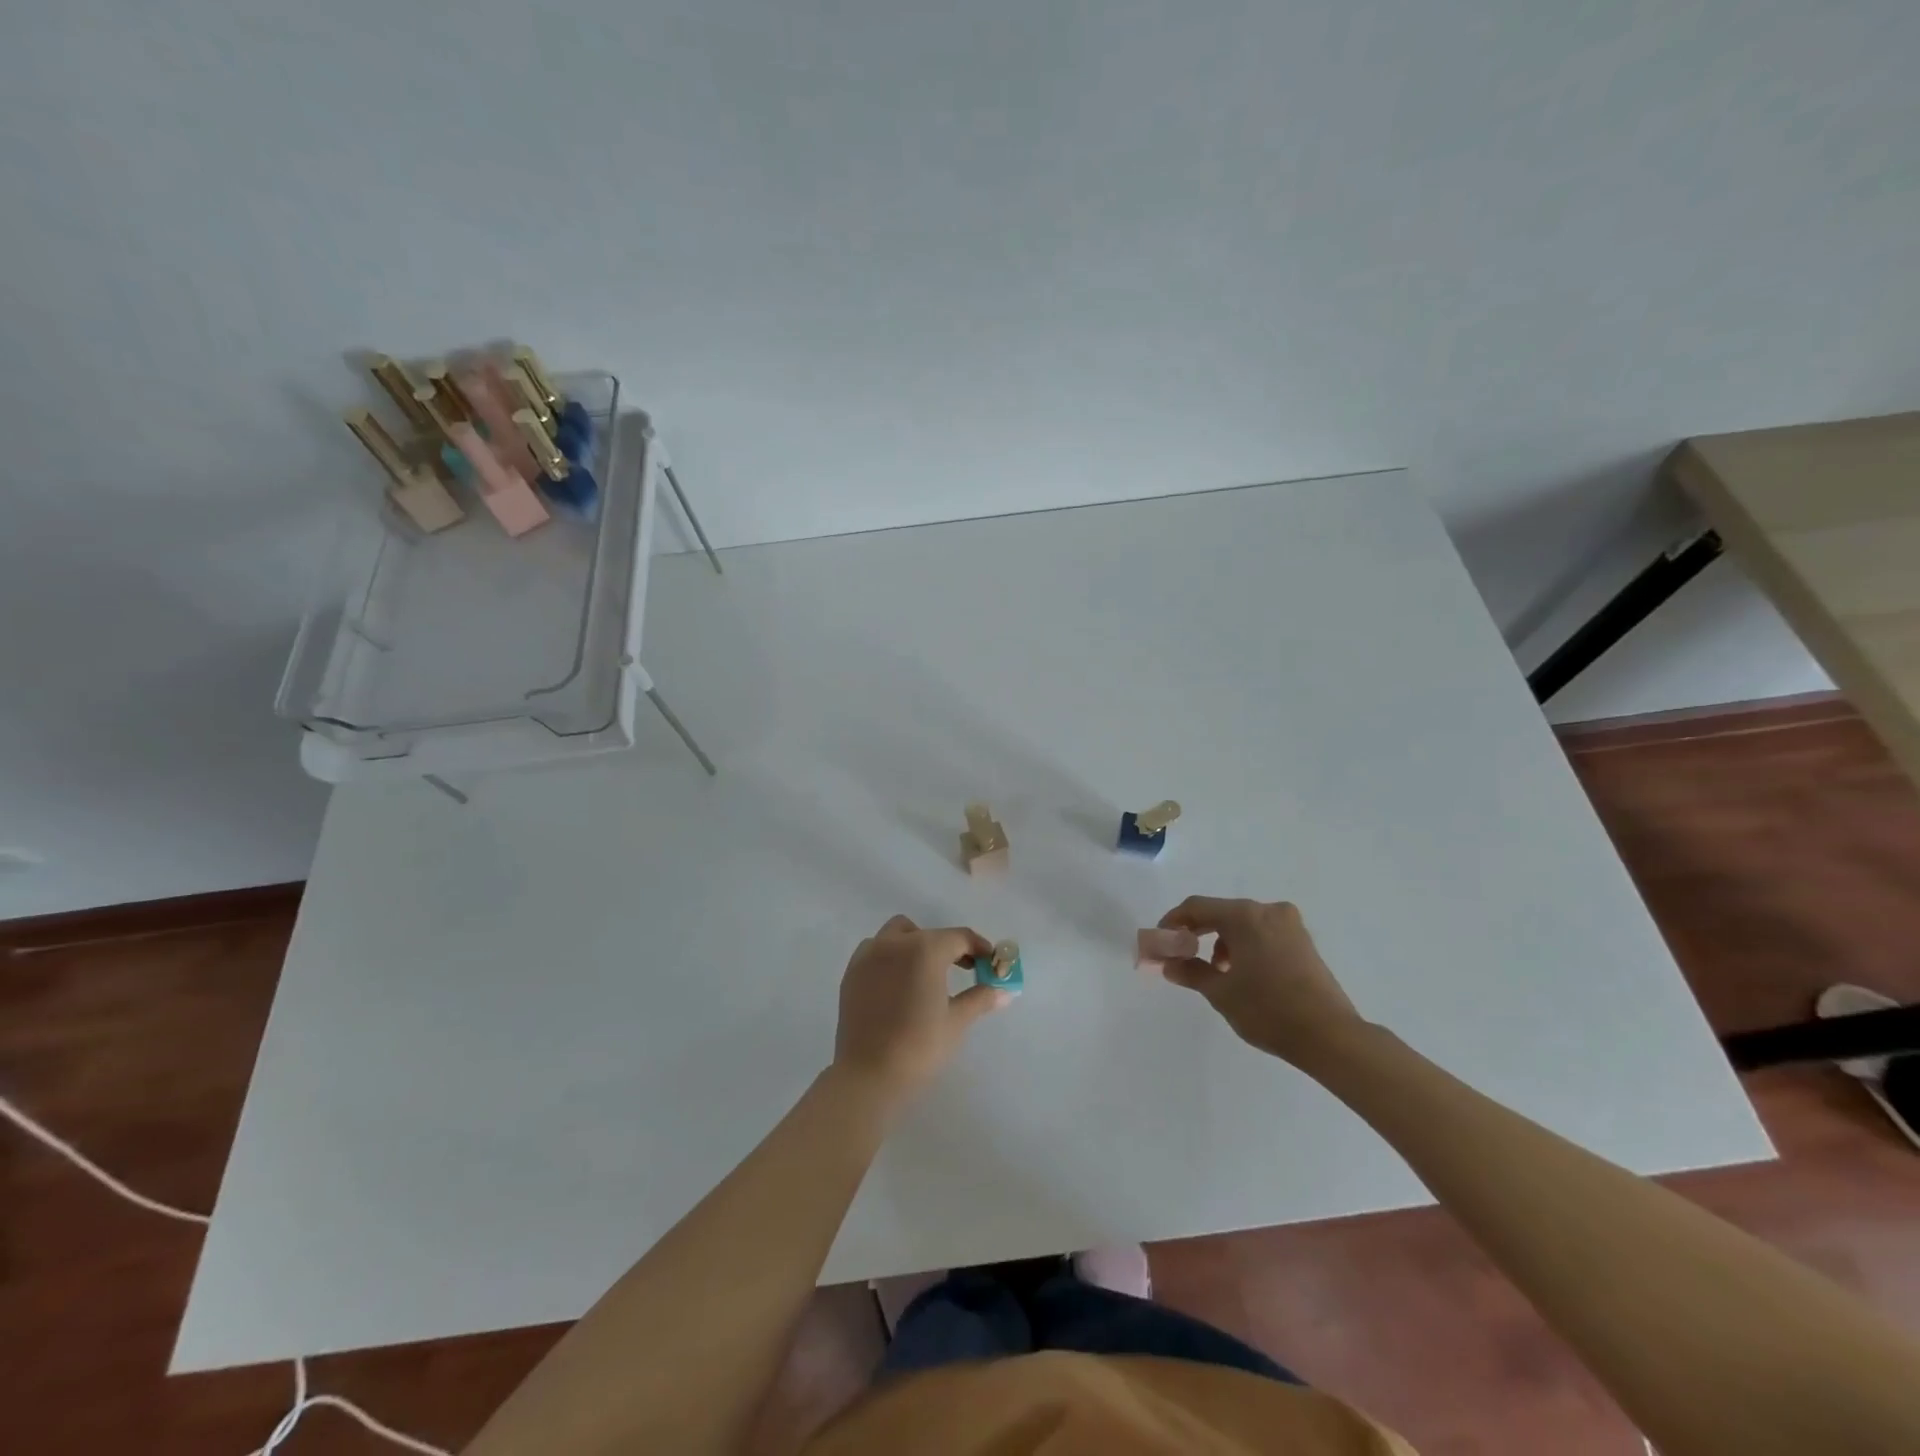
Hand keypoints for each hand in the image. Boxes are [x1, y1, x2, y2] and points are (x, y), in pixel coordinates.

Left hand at [832, 915, 1010, 1105]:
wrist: (868, 1075)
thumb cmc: (919, 1046)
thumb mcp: (957, 1021)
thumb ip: (981, 998)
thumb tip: (1005, 991)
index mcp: (924, 949)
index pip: (960, 938)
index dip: (980, 948)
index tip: (990, 964)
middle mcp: (894, 943)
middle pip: (928, 934)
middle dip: (948, 946)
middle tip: (963, 970)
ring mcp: (868, 956)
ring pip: (897, 934)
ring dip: (916, 945)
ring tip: (927, 975)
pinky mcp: (851, 973)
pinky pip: (875, 950)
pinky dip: (891, 956)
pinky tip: (899, 984)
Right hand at [1156, 896, 1363, 1065]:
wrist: (1330, 1036)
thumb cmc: (1268, 1010)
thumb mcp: (1221, 992)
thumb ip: (1190, 971)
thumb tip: (1169, 964)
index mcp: (1245, 916)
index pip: (1196, 908)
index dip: (1173, 922)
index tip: (1160, 942)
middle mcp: (1268, 911)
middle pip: (1221, 913)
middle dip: (1197, 933)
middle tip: (1181, 956)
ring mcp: (1290, 925)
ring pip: (1243, 924)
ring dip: (1222, 942)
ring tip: (1215, 973)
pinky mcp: (1304, 942)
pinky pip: (1263, 934)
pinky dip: (1245, 947)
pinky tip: (1243, 974)